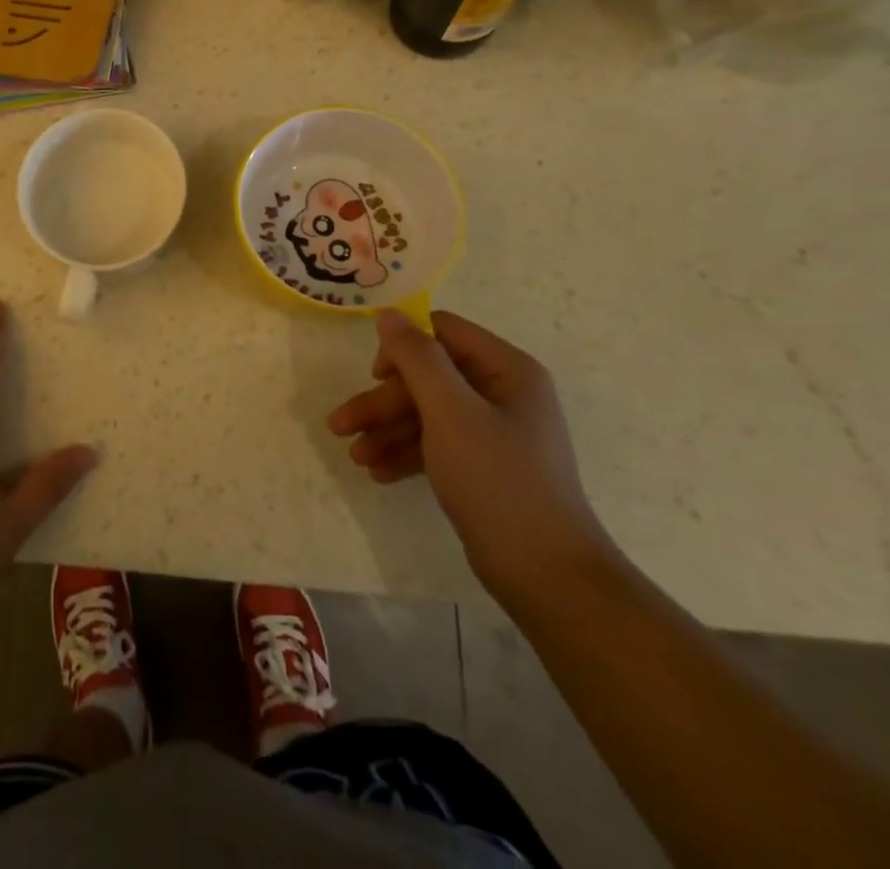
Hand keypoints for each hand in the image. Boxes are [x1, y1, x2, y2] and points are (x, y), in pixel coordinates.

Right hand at [327, 310, 615, 606]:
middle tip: (341, 426)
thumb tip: (389, 314)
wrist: (548, 577)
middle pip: (428, 378)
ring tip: (354, 456)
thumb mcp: (450, 412)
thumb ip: (417, 359)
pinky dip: (407, 453)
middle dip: (383, 402)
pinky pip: (436, 444)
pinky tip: (378, 471)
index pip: (443, 333)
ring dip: (387, 430)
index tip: (373, 374)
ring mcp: (494, 431)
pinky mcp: (483, 465)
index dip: (404, 347)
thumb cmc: (498, 481)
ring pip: (427, 413)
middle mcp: (502, 393)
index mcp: (507, 370)